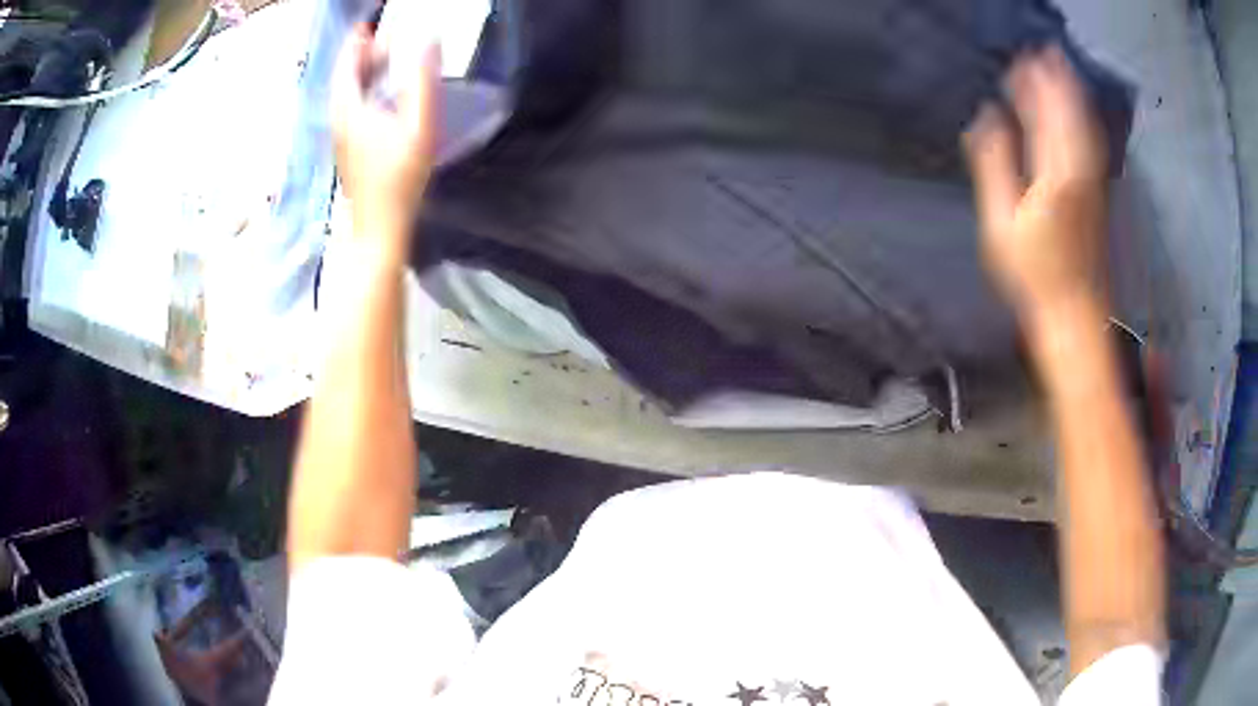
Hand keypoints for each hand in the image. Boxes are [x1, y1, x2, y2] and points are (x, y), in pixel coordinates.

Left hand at [331, 24, 439, 246]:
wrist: (379, 228)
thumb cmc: (400, 177)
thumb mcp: (419, 125)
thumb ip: (423, 81)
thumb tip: (427, 41)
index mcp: (349, 110)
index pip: (346, 66)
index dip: (355, 43)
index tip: (367, 25)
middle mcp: (340, 120)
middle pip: (345, 80)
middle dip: (362, 56)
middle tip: (386, 39)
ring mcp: (342, 138)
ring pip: (347, 95)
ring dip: (363, 74)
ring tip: (386, 61)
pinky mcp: (349, 150)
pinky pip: (352, 108)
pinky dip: (364, 92)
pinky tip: (382, 95)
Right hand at [963, 46, 1108, 320]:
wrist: (1075, 315)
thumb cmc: (1034, 274)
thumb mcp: (1002, 222)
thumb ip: (995, 164)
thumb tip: (986, 117)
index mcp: (1057, 172)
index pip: (1047, 111)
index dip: (1034, 82)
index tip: (1019, 59)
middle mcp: (1082, 169)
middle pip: (1071, 111)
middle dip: (1056, 79)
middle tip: (1039, 53)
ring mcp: (1095, 182)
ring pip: (1086, 125)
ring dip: (1072, 94)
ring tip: (1058, 70)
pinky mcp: (1099, 194)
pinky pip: (1092, 143)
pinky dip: (1082, 119)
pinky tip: (1076, 112)